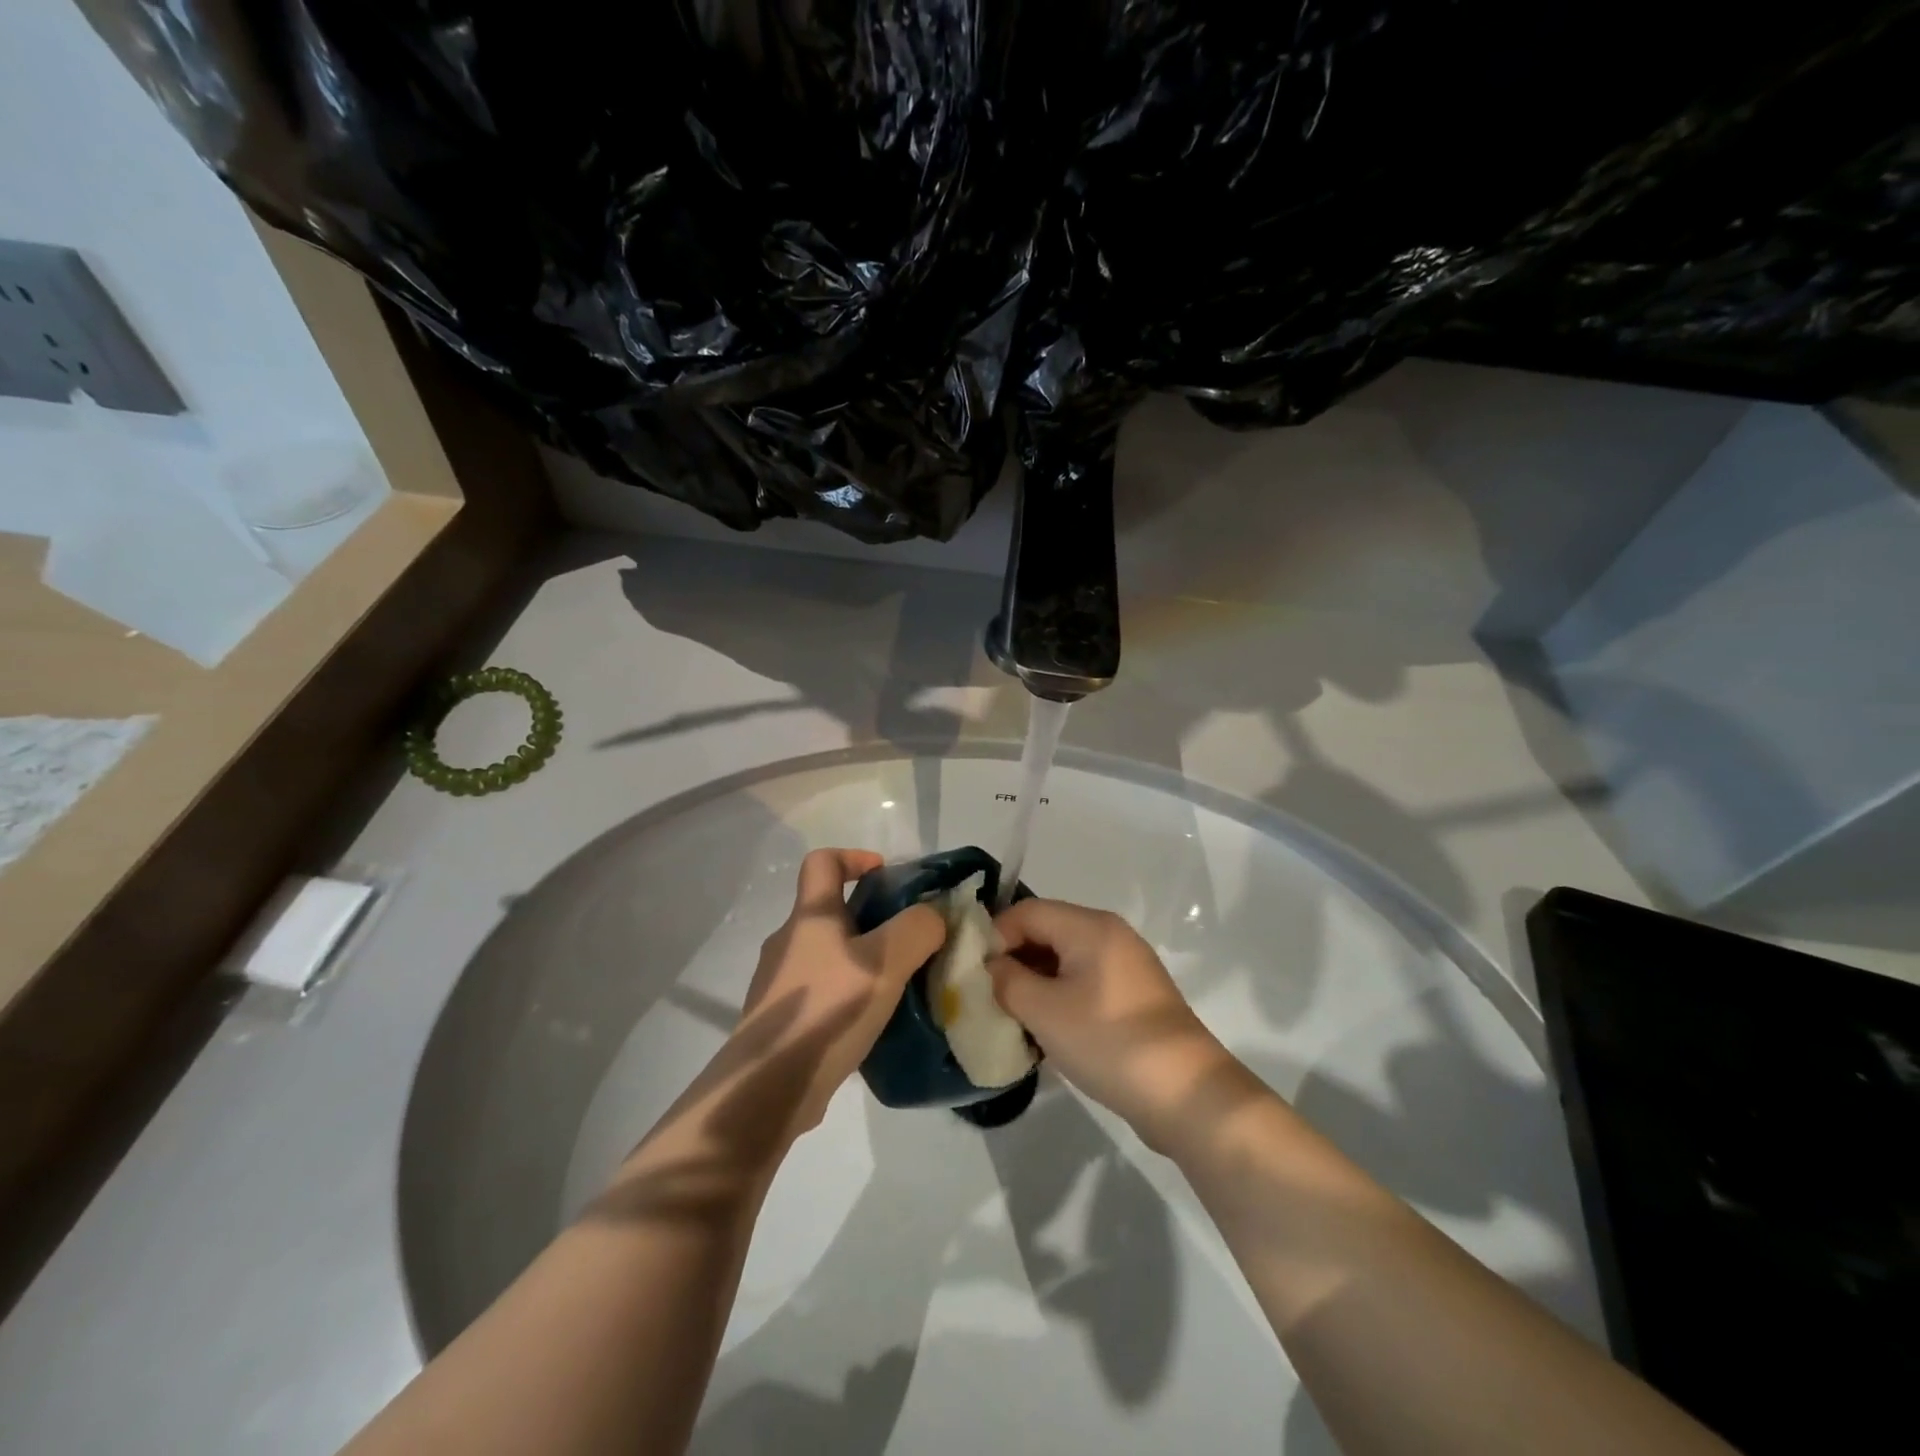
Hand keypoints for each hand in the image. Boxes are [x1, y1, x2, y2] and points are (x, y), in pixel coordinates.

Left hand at [728, 848, 945, 1142]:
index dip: (854, 857)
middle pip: (829, 911)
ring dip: (861, 961)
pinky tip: (873, 1023)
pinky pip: (822, 991)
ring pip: (827, 954)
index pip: (822, 862)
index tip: (886, 876)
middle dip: (871, 918)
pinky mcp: (782, 1019)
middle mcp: (788, 942)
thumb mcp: (884, 963)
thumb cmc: (826, 1010)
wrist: (768, 1087)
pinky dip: (848, 995)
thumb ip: (917, 930)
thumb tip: (934, 916)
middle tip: (908, 941)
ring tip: (897, 986)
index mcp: (809, 917)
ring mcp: (780, 982)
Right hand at [987, 899, 1234, 1150]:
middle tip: (988, 997)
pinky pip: (1083, 982)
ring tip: (1012, 1017)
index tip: (975, 975)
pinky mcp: (1133, 996)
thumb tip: (991, 967)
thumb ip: (1007, 981)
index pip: (1026, 911)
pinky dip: (1059, 997)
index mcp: (1090, 926)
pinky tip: (1046, 1031)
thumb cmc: (1108, 1042)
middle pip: (1046, 931)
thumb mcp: (1044, 1011)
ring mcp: (1125, 965)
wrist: (1186, 1094)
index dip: (994, 937)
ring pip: (1063, 959)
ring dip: (1034, 983)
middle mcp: (1109, 935)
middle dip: (1013, 960)